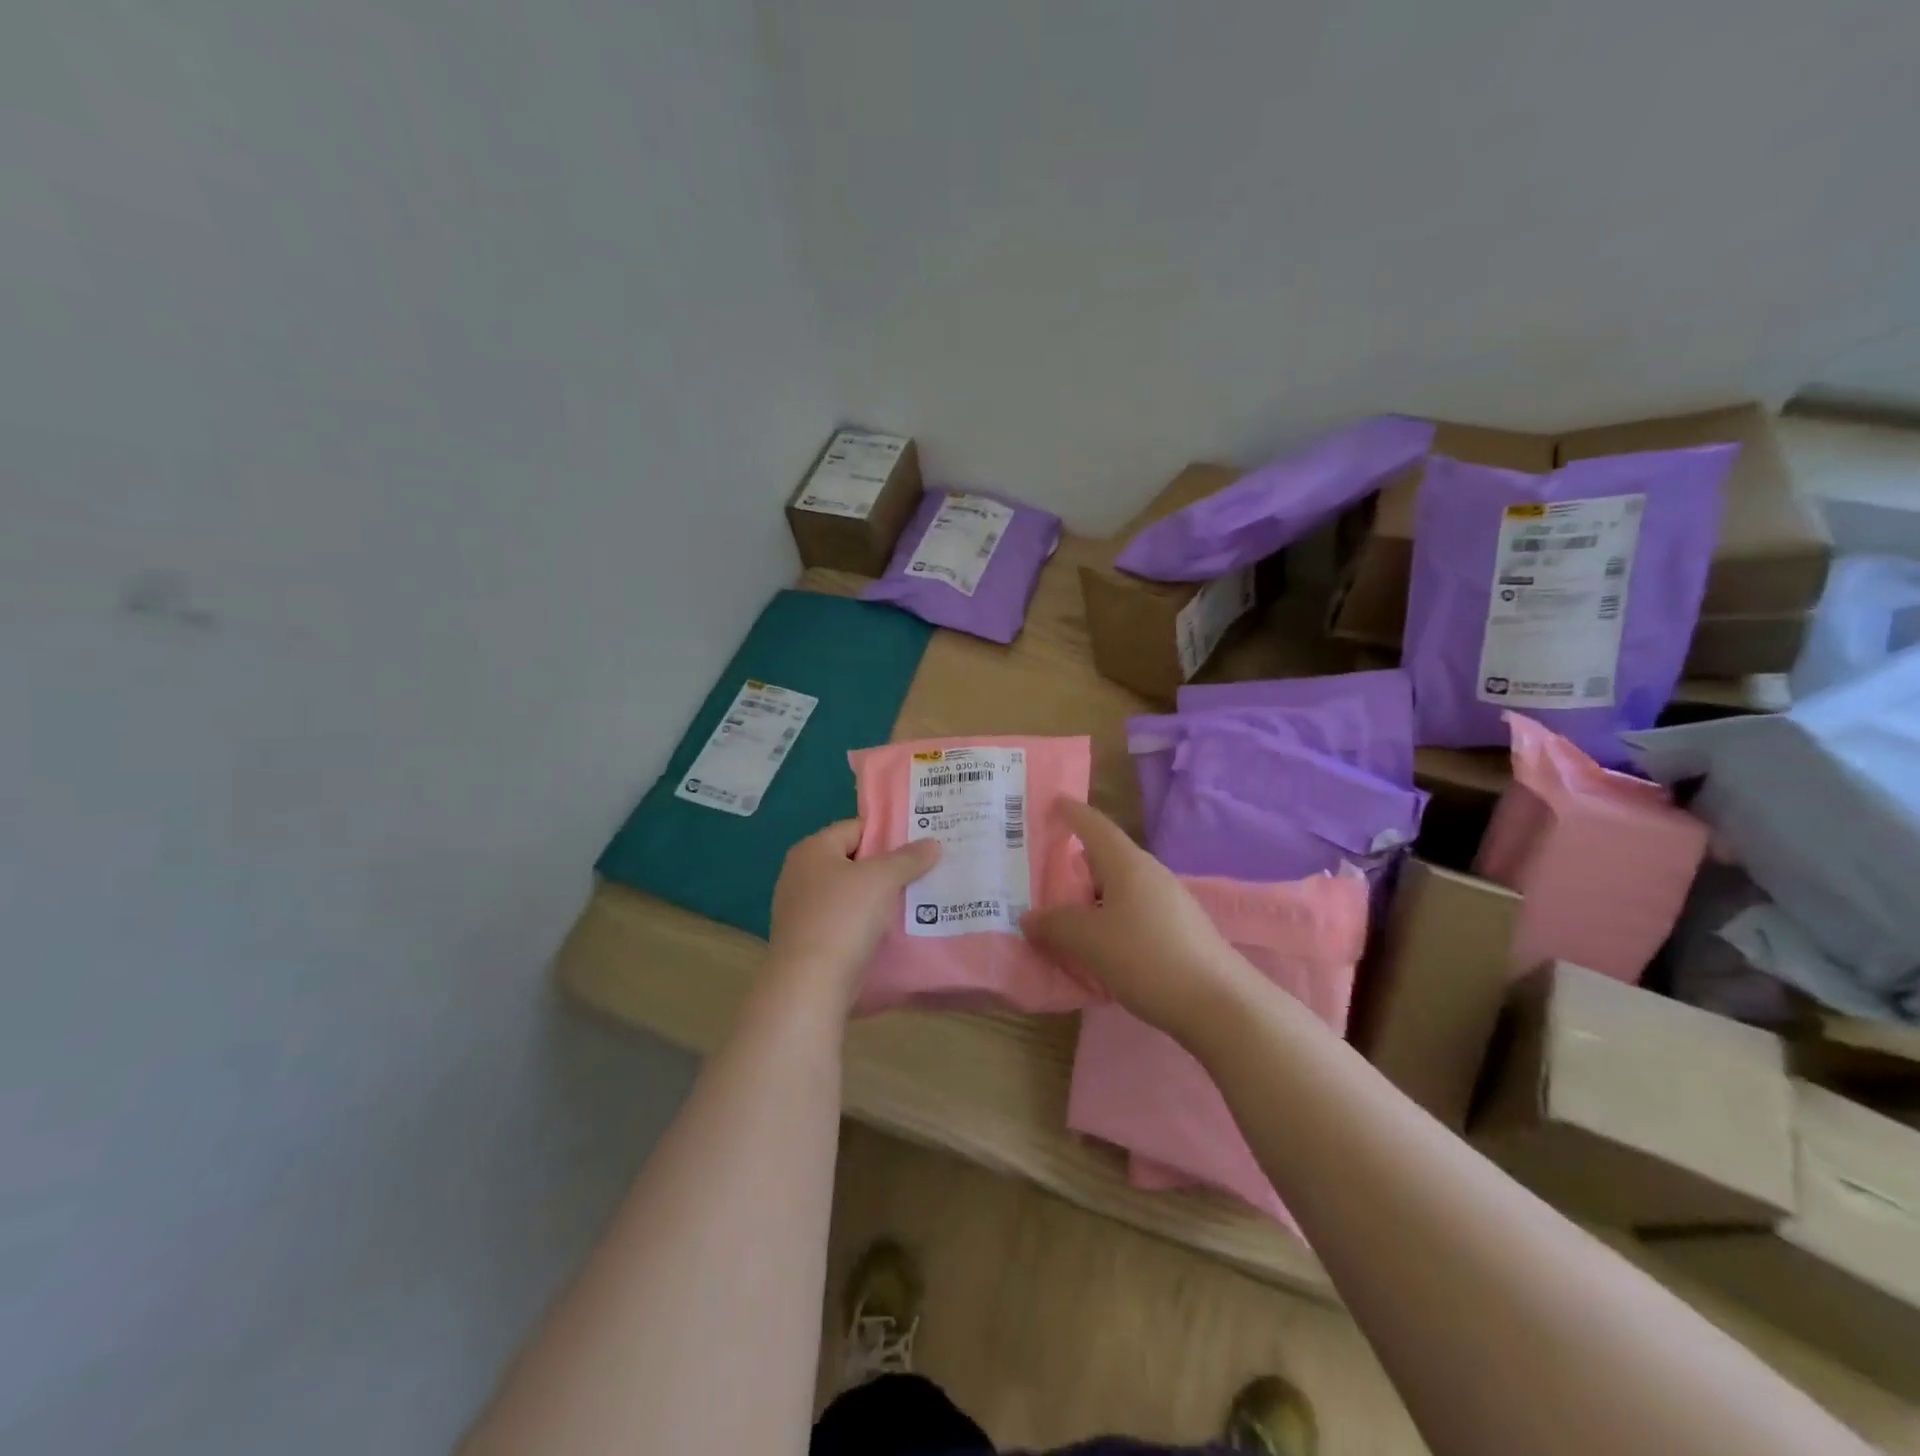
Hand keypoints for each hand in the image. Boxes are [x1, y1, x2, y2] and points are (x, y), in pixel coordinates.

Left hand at [767, 820, 938, 1009]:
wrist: (809, 986)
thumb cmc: (843, 919)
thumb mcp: (882, 880)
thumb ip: (908, 858)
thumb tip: (932, 843)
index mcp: (812, 850)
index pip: (856, 828)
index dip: (888, 833)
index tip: (920, 842)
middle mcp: (800, 874)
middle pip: (853, 860)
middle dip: (887, 866)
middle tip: (924, 869)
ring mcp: (801, 909)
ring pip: (850, 893)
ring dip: (879, 897)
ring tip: (916, 899)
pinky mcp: (808, 940)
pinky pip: (844, 921)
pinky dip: (866, 922)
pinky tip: (892, 930)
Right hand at [1021, 800, 1259, 1045]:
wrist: (1219, 1004)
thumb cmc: (1147, 958)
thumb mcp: (1089, 941)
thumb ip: (1055, 925)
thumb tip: (1030, 917)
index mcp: (1127, 864)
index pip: (1094, 825)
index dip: (1072, 812)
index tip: (1052, 802)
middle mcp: (1150, 874)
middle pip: (1106, 858)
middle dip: (1075, 863)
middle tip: (1042, 872)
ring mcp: (1169, 902)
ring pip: (1119, 889)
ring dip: (1091, 897)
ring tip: (1063, 915)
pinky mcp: (1179, 930)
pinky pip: (1133, 913)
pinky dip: (1109, 919)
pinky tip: (1098, 945)